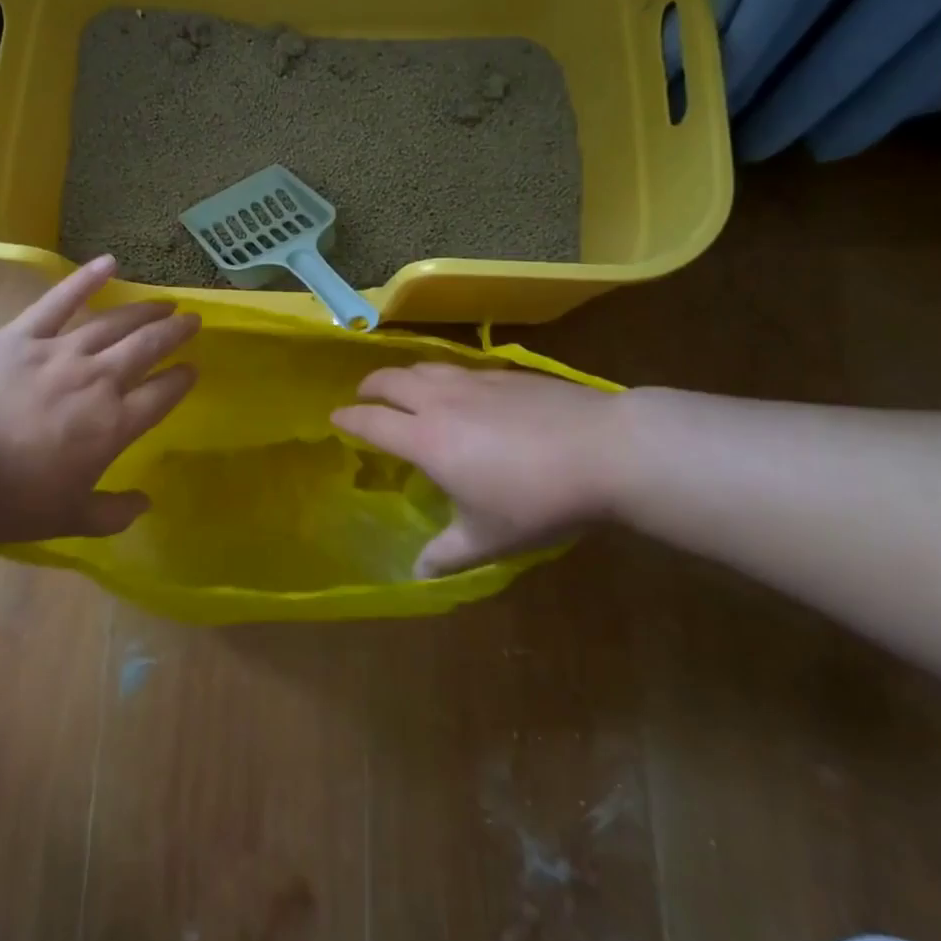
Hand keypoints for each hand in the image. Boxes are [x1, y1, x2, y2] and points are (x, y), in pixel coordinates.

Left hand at [0, 255, 198, 542]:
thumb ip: (112, 514)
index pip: (162, 395)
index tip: (192, 369)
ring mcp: (61, 351)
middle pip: (147, 347)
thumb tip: (145, 504)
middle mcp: (98, 379)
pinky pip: (60, 300)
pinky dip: (86, 279)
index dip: (181, 380)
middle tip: (192, 320)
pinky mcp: (23, 334)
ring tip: (164, 301)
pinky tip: (109, 262)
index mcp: (113, 424)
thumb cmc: (9, 498)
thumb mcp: (67, 519)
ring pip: (114, 322)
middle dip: (174, 332)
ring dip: (144, 310)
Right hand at [331, 363, 630, 577]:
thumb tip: (416, 573)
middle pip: (391, 380)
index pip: (372, 421)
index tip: (335, 418)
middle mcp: (441, 401)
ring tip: (403, 386)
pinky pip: (458, 367)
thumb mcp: (489, 537)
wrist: (604, 450)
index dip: (348, 418)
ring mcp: (475, 381)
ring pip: (424, 366)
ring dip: (403, 374)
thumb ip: (447, 554)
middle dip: (370, 386)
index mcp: (426, 438)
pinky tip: (458, 388)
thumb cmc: (537, 499)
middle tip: (364, 396)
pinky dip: (441, 374)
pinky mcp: (506, 373)